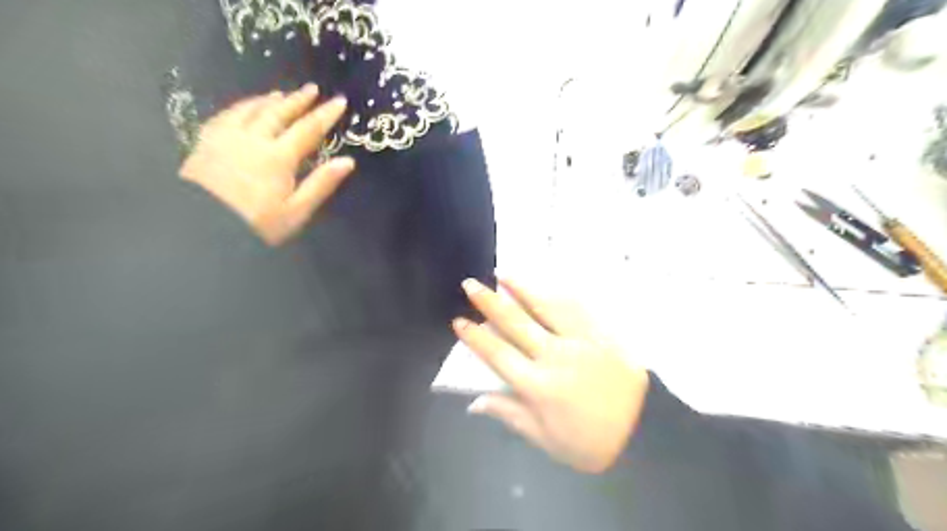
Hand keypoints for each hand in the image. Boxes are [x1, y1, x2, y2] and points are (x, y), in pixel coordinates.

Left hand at [179, 85, 351, 245]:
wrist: (202, 228)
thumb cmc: (257, 225)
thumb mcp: (296, 211)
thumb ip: (321, 184)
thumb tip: (348, 161)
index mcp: (279, 157)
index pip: (308, 130)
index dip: (325, 114)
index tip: (340, 100)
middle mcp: (253, 140)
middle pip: (279, 113)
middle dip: (298, 100)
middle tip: (311, 88)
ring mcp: (227, 138)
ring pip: (252, 110)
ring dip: (269, 100)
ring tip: (281, 93)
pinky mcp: (206, 142)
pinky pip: (227, 115)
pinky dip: (241, 106)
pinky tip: (245, 107)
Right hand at [454, 278, 651, 471]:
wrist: (645, 432)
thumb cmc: (590, 442)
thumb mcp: (546, 440)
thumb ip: (510, 416)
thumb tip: (474, 402)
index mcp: (538, 386)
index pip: (498, 354)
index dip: (476, 337)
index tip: (459, 320)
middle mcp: (555, 357)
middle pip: (516, 323)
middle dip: (489, 302)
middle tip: (471, 283)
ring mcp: (580, 341)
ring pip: (546, 307)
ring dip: (521, 288)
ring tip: (503, 272)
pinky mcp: (601, 333)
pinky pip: (576, 307)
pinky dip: (557, 293)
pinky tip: (545, 283)